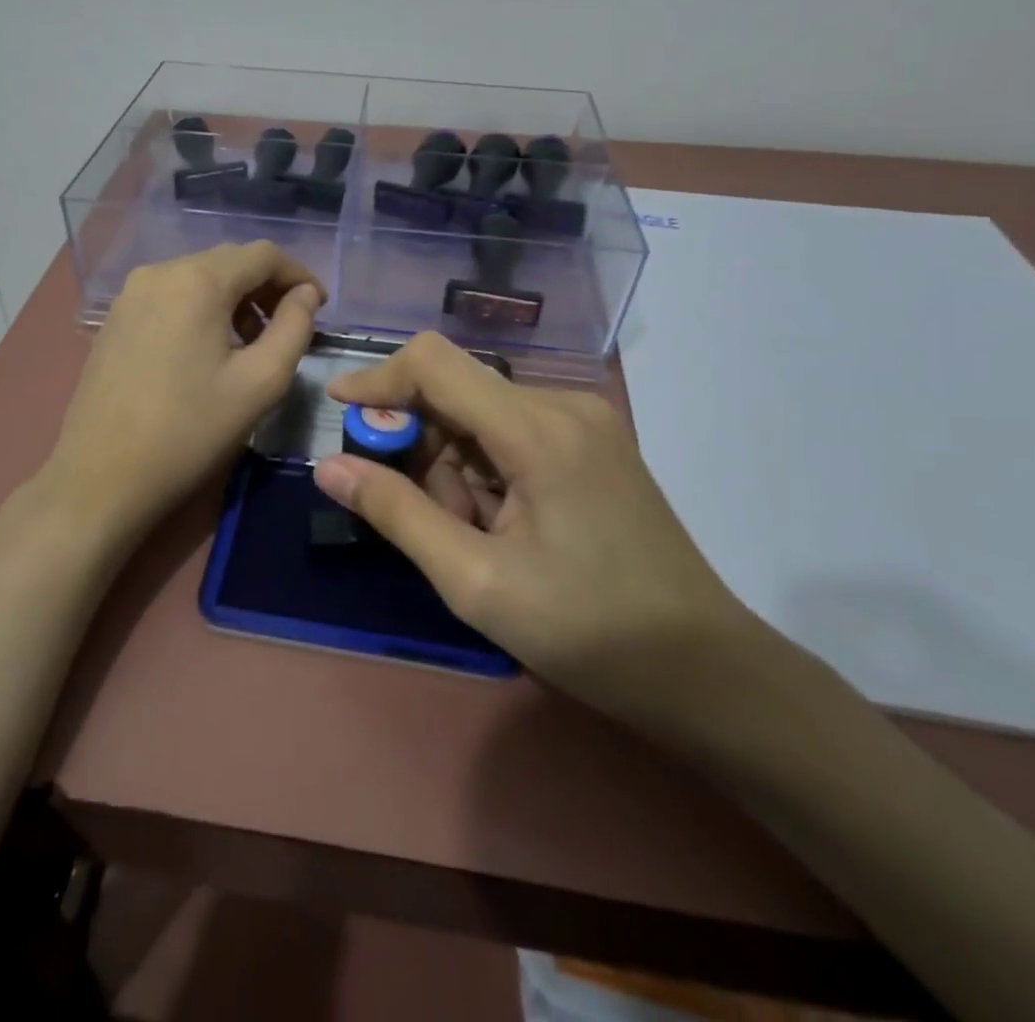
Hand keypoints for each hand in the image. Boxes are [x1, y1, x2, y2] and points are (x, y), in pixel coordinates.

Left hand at [43, 241, 324, 552]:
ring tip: (252, 343)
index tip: (319, 307)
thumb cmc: (190, 430)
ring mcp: (130, 294)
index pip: (263, 254)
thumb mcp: (260, 382)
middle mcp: (159, 272)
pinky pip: (171, 297)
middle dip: (266, 288)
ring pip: (198, 278)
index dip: (299, 275)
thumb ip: (294, 328)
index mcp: (197, 280)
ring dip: (234, 300)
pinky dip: (201, 310)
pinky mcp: (115, 318)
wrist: (101, 476)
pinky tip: (208, 350)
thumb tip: (305, 295)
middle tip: (290, 327)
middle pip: (228, 262)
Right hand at [313, 332, 768, 730]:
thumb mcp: (476, 581)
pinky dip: (485, 471)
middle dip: (421, 448)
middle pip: (456, 392)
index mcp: (537, 429)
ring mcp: (583, 422)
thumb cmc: (587, 631)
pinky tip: (500, 527)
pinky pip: (510, 434)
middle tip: (427, 521)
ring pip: (480, 416)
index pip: (435, 363)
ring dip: (454, 468)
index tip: (339, 410)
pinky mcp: (591, 443)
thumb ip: (397, 514)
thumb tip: (329, 467)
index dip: (378, 378)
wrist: (705, 672)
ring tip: (474, 539)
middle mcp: (563, 405)